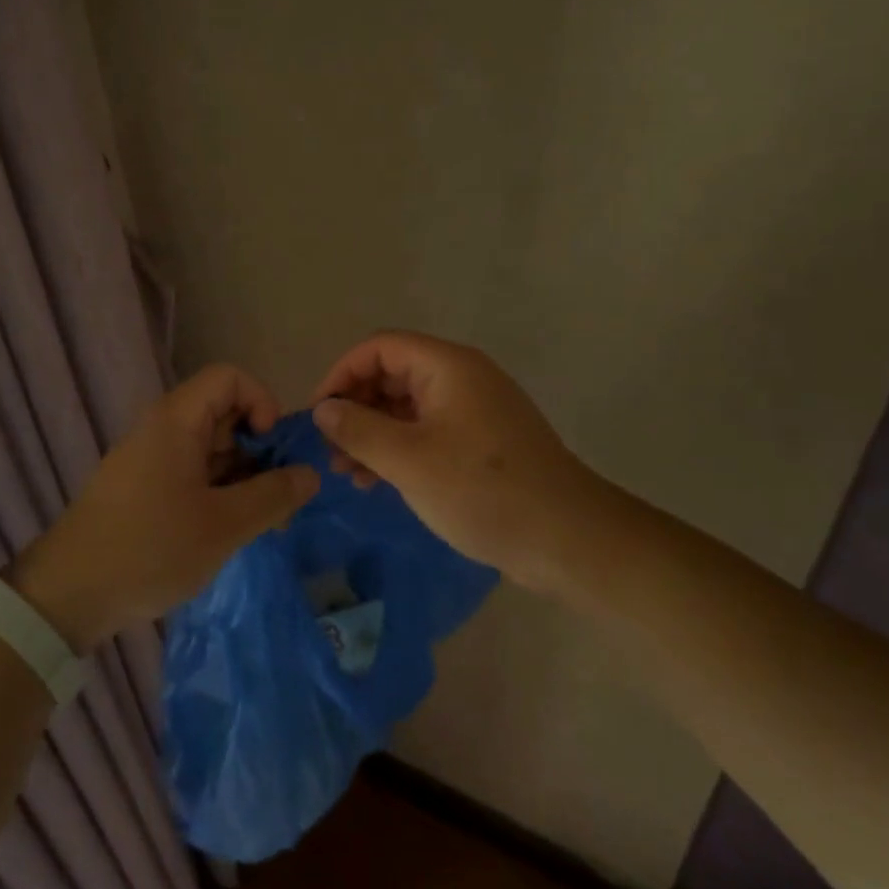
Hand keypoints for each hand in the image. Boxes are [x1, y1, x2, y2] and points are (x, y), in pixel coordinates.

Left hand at [13, 365, 317, 649]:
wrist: (68, 595)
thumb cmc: (150, 548)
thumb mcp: (224, 525)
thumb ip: (273, 495)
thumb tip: (310, 473)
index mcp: (177, 420)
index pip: (230, 378)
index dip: (261, 402)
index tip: (272, 448)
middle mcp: (163, 428)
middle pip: (223, 412)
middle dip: (259, 448)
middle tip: (279, 497)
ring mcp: (151, 458)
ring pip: (210, 447)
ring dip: (242, 476)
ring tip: (263, 524)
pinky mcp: (143, 487)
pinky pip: (192, 472)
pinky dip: (218, 492)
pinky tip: (230, 531)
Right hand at [311, 331, 601, 590]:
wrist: (569, 540)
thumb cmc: (483, 491)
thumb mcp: (409, 460)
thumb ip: (358, 429)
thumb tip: (322, 409)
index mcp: (447, 366)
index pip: (378, 348)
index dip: (341, 374)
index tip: (318, 415)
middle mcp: (461, 377)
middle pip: (391, 375)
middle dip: (356, 409)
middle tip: (331, 452)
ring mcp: (474, 410)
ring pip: (407, 407)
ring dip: (374, 434)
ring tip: (349, 474)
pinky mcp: (482, 442)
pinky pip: (428, 431)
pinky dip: (399, 449)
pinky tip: (380, 482)